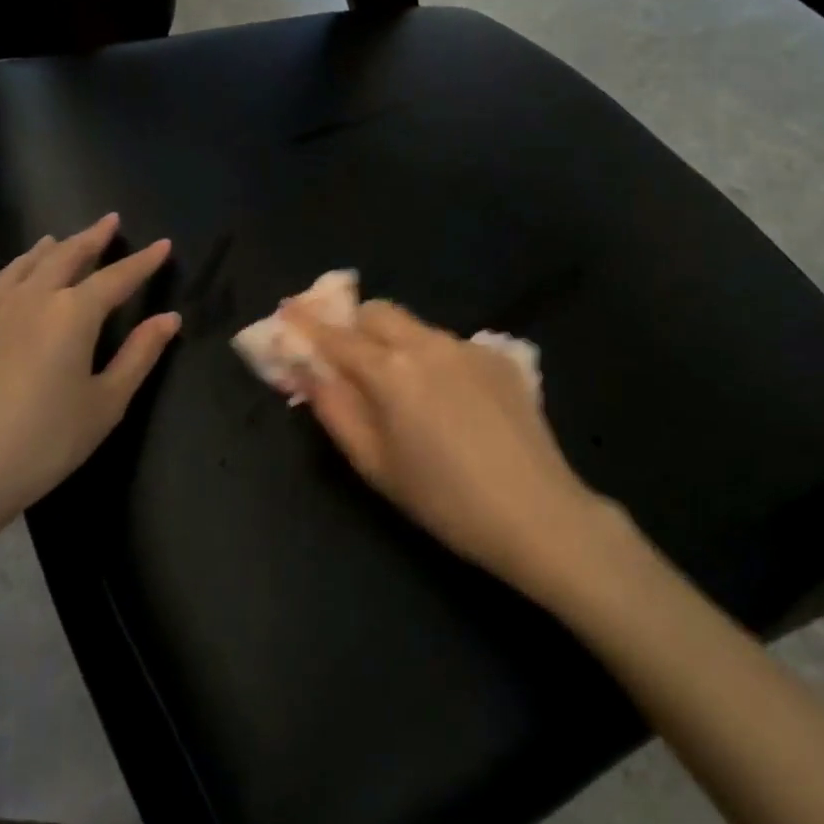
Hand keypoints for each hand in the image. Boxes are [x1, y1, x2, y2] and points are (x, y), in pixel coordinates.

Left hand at [0, 214, 178, 549]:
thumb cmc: (41, 443)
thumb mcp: (105, 404)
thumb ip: (139, 355)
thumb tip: (169, 318)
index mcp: (72, 314)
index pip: (117, 277)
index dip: (143, 261)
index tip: (163, 244)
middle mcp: (31, 299)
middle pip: (66, 256)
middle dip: (92, 237)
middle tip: (109, 220)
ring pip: (24, 265)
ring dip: (49, 248)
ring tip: (59, 238)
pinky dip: (16, 272)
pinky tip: (15, 285)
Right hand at [288, 301, 610, 598]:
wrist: (536, 512)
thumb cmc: (443, 500)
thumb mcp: (375, 464)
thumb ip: (335, 409)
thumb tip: (307, 370)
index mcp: (391, 371)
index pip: (337, 336)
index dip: (307, 324)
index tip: (287, 311)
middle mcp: (428, 343)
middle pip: (379, 312)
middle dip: (355, 325)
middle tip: (348, 359)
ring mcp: (468, 346)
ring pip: (416, 327)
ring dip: (396, 344)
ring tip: (406, 392)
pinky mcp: (499, 357)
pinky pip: (451, 345)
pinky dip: (434, 360)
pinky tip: (452, 403)